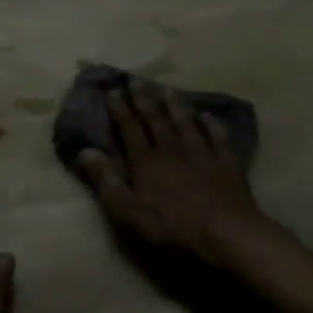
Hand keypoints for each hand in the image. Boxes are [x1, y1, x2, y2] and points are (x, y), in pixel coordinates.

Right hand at [76, 83, 268, 263]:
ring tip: (167, 88)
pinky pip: (218, 137)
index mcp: (146, 163)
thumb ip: (106, 181)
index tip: (112, 91)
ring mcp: (202, 154)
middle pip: (156, 121)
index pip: (130, 130)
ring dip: (175, 105)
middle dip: (145, 100)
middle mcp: (172, 150)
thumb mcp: (128, 211)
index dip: (120, 110)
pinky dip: (212, 124)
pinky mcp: (227, 163)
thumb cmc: (172, 226)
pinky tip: (207, 115)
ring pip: (186, 123)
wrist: (225, 232)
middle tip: (137, 80)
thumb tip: (85, 152)